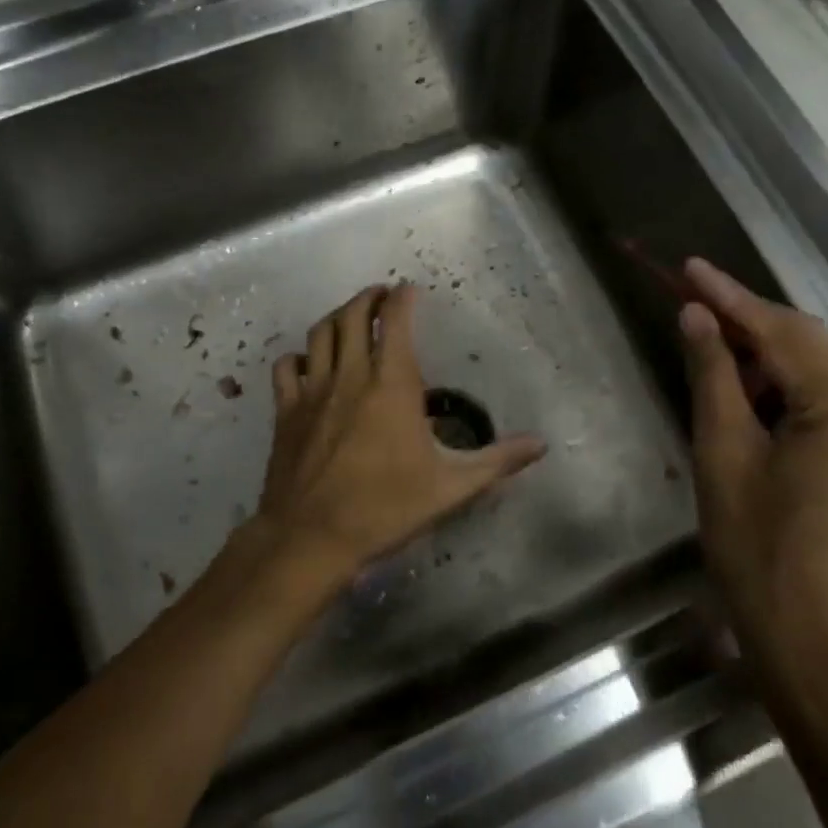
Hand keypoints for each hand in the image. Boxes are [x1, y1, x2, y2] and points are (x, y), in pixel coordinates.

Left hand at [247, 283, 546, 588]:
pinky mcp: (286, 411)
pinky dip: (298, 356)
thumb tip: (541, 445)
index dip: (402, 298)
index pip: (395, 321)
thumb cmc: (385, 508)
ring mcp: (313, 390)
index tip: (409, 290)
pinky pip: (286, 367)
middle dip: (368, 298)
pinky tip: (308, 362)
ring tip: (350, 318)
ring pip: (319, 334)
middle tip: (381, 296)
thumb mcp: (451, 487)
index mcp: (392, 384)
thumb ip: (497, 461)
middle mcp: (350, 375)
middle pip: (352, 315)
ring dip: (336, 317)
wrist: (312, 537)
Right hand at [677, 258, 827, 713]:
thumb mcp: (723, 456)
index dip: (729, 297)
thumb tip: (697, 316)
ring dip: (771, 360)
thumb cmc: (759, 553)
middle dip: (751, 325)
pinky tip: (757, 401)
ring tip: (717, 355)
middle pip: (811, 346)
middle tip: (695, 308)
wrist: (820, 650)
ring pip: (825, 375)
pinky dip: (794, 393)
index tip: (689, 268)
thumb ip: (714, 376)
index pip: (781, 331)